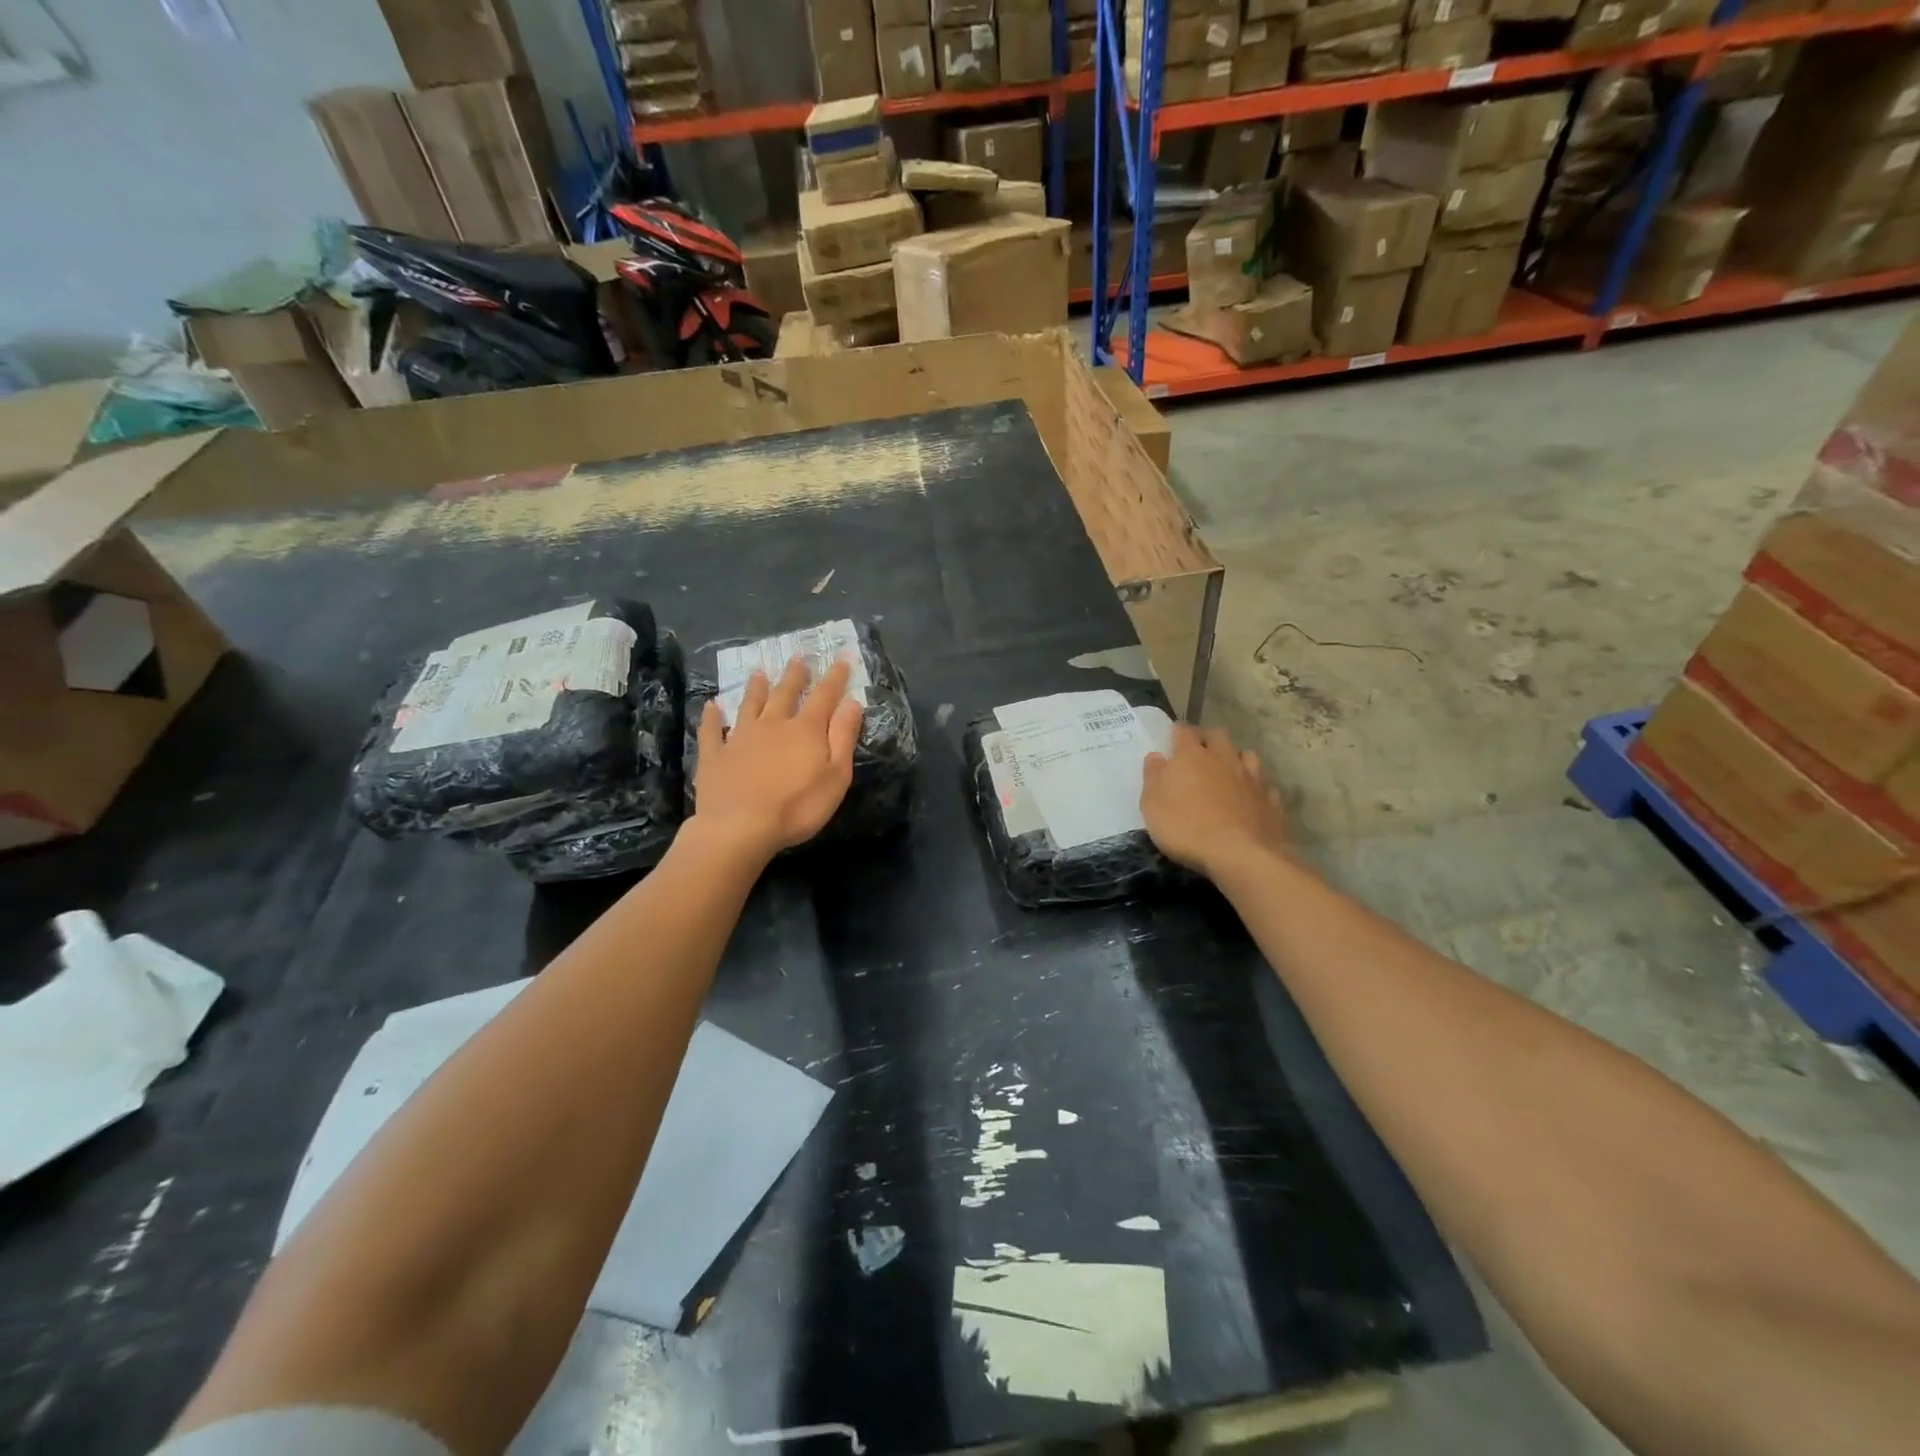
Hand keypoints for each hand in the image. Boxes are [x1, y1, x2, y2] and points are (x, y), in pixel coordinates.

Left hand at [692, 656, 864, 862]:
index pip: (824, 696)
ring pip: (749, 705)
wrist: (739, 827)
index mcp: (805, 730)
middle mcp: (772, 725)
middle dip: (794, 675)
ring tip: (758, 672)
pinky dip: (712, 717)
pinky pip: (712, 731)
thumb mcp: (836, 775)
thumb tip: (852, 702)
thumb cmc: (797, 807)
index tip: (841, 658)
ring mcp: (740, 738)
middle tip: (798, 657)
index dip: (835, 677)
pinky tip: (711, 706)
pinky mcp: (715, 755)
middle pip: (784, 694)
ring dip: (755, 688)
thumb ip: (843, 737)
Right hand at [1140, 724, 1288, 879]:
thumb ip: (1153, 777)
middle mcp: (1223, 758)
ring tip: (1227, 772)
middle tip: (1198, 753)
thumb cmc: (1185, 828)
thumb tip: (1156, 756)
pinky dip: (1255, 787)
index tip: (1171, 740)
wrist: (1240, 855)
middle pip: (1217, 735)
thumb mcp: (1152, 805)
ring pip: (1246, 755)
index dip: (1177, 733)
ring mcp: (1251, 777)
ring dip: (1235, 759)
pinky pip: (1264, 785)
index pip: (1183, 731)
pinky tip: (1249, 798)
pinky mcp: (1271, 799)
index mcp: (1191, 755)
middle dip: (1207, 739)